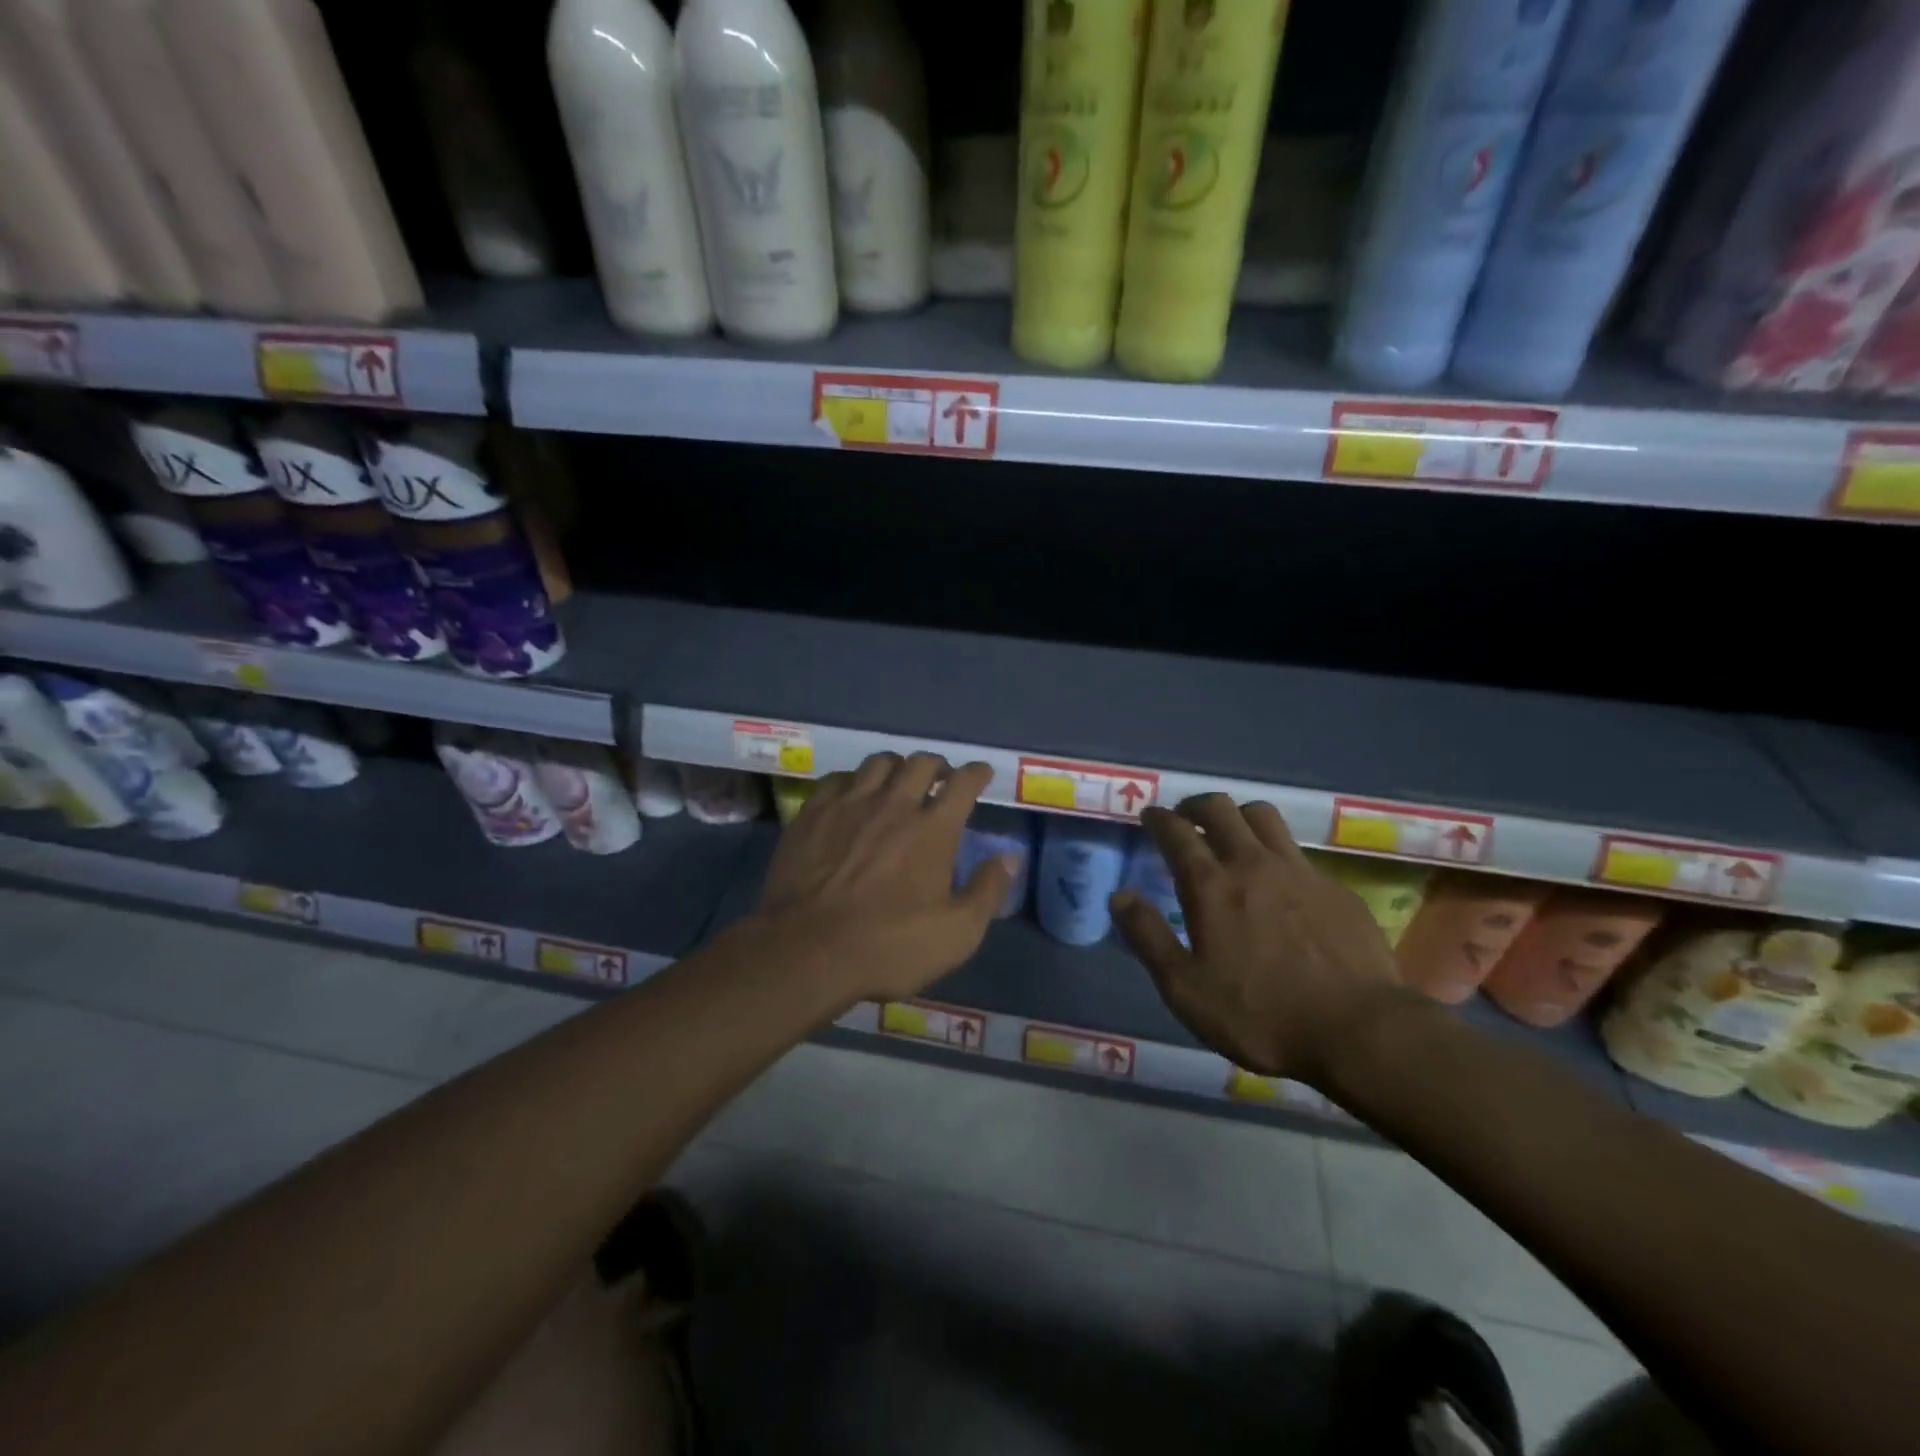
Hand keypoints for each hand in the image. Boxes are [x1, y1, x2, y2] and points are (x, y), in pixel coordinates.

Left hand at [752, 752, 1014, 1002]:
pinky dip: (854, 781)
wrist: (807, 950)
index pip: (963, 782)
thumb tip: (1010, 858)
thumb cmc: (889, 945)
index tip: (981, 774)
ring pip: (878, 763)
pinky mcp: (813, 814)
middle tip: (940, 779)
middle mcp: (894, 804)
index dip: (977, 773)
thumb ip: (988, 891)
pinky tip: (853, 795)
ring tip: (898, 782)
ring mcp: (849, 804)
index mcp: (933, 828)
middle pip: (920, 763)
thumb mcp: (957, 934)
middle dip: (937, 765)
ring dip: (896, 767)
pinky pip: (838, 779)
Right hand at [1110, 794, 1407, 1086]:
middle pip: (1221, 808)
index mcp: (1212, 886)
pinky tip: (1279, 880)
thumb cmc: (1261, 1015)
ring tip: (1231, 834)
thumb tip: (1119, 896)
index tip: (1149, 816)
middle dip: (1196, 805)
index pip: (1177, 831)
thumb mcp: (1186, 989)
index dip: (1159, 818)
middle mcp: (1253, 864)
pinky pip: (1297, 850)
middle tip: (1186, 819)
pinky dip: (1276, 850)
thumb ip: (1148, 938)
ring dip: (1238, 816)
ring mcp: (1300, 871)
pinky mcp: (1335, 888)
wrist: (1360, 1031)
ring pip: (1264, 816)